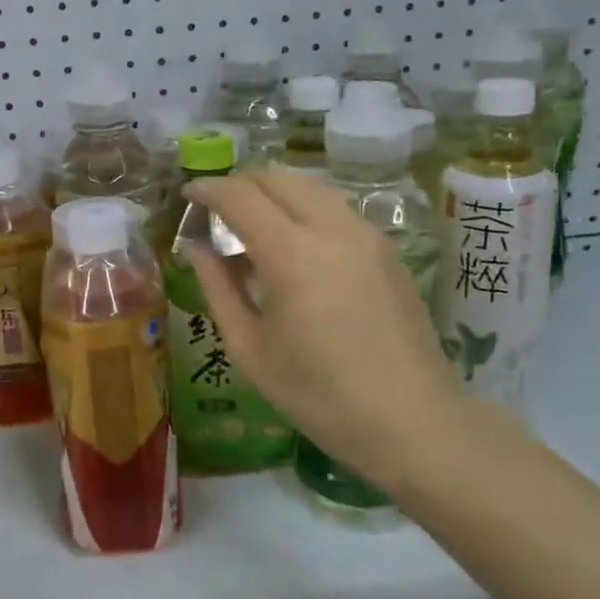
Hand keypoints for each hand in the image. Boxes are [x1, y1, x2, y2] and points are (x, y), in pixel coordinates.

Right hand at [185, 168, 469, 492]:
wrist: (413, 421)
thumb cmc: (319, 395)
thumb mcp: (250, 349)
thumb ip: (217, 289)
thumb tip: (195, 248)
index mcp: (291, 254)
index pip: (240, 196)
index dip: (207, 189)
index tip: (186, 196)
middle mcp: (331, 228)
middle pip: (276, 177)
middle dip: (239, 183)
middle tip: (216, 211)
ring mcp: (366, 234)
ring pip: (310, 186)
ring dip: (273, 191)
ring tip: (252, 223)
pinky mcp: (386, 248)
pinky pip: (335, 207)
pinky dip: (303, 207)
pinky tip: (293, 244)